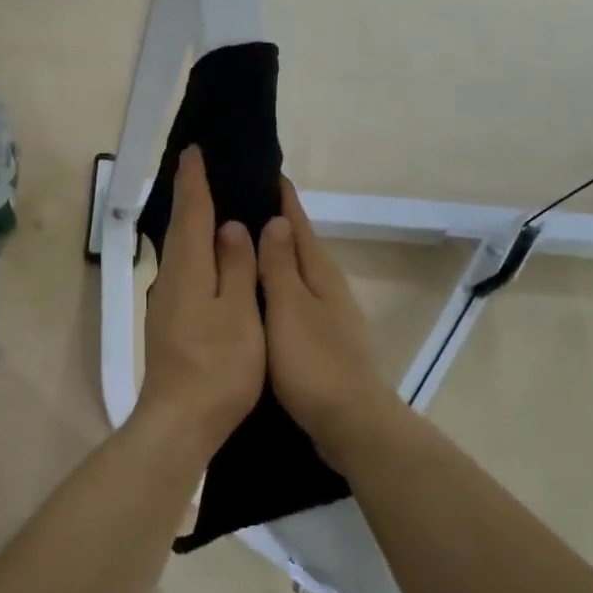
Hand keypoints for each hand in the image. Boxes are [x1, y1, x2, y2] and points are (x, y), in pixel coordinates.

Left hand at [135, 147, 265, 454]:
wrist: (180, 421)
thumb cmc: (217, 368)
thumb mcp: (238, 314)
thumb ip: (236, 268)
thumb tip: (231, 227)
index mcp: (187, 272)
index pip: (190, 214)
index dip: (195, 181)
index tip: (194, 151)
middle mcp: (170, 281)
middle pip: (180, 230)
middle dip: (190, 198)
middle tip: (204, 171)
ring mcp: (166, 305)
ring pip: (181, 253)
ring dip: (192, 226)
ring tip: (212, 206)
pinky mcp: (170, 325)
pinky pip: (184, 273)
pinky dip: (196, 254)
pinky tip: (210, 259)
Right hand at [258, 179, 396, 456]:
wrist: (349, 421)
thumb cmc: (313, 362)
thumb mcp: (290, 308)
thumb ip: (280, 266)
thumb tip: (277, 221)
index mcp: (320, 275)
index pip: (298, 225)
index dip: (284, 200)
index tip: (267, 171)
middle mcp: (327, 289)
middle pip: (301, 246)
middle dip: (278, 224)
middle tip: (243, 203)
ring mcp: (327, 316)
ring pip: (297, 274)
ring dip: (276, 256)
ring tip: (245, 244)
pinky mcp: (321, 341)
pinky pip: (294, 300)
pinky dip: (277, 287)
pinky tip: (260, 296)